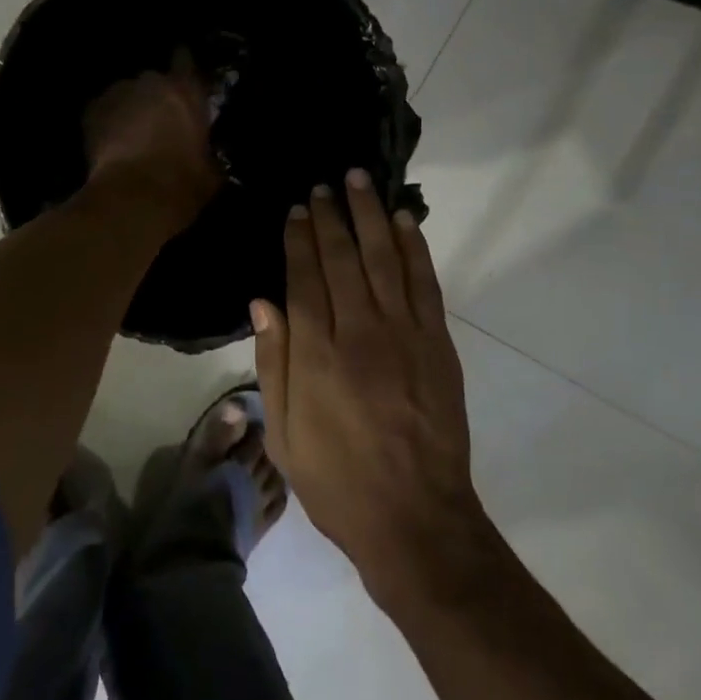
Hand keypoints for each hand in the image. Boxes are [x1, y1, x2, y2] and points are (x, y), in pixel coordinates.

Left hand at [83, 49, 221, 228]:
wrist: (132, 199)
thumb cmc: (182, 185)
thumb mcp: (211, 173)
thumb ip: (208, 153)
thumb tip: (207, 159)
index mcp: (186, 92)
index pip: (185, 60)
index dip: (183, 67)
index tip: (182, 76)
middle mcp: (151, 82)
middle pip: (153, 81)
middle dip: (155, 97)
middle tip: (159, 121)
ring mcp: (117, 94)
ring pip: (125, 95)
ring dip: (130, 110)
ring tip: (131, 136)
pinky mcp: (91, 112)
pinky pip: (103, 112)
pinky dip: (107, 123)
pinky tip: (110, 145)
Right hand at [251, 170, 492, 606]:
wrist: (414, 518)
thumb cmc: (336, 482)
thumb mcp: (283, 435)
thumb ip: (273, 363)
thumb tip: (262, 302)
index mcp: (317, 355)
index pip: (305, 278)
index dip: (299, 239)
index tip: (297, 209)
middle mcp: (360, 331)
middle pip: (343, 258)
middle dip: (332, 216)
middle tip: (325, 184)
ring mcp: (405, 334)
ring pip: (385, 258)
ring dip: (372, 215)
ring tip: (361, 181)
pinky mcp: (438, 344)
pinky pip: (425, 283)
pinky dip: (415, 248)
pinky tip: (405, 221)